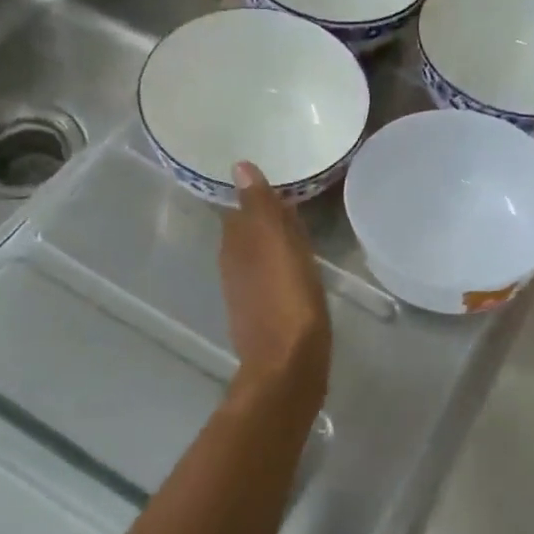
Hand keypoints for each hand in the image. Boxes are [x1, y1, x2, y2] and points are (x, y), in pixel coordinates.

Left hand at [220, 163, 331, 387]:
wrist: (288, 366)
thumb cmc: (288, 299)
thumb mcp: (277, 245)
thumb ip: (260, 206)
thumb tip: (240, 167)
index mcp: (236, 245)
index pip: (241, 209)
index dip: (258, 198)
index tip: (280, 185)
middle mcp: (234, 267)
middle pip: (248, 233)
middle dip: (265, 219)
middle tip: (294, 204)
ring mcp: (246, 294)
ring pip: (258, 257)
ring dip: (273, 244)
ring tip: (300, 234)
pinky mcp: (261, 316)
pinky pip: (269, 279)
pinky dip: (280, 268)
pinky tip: (297, 271)